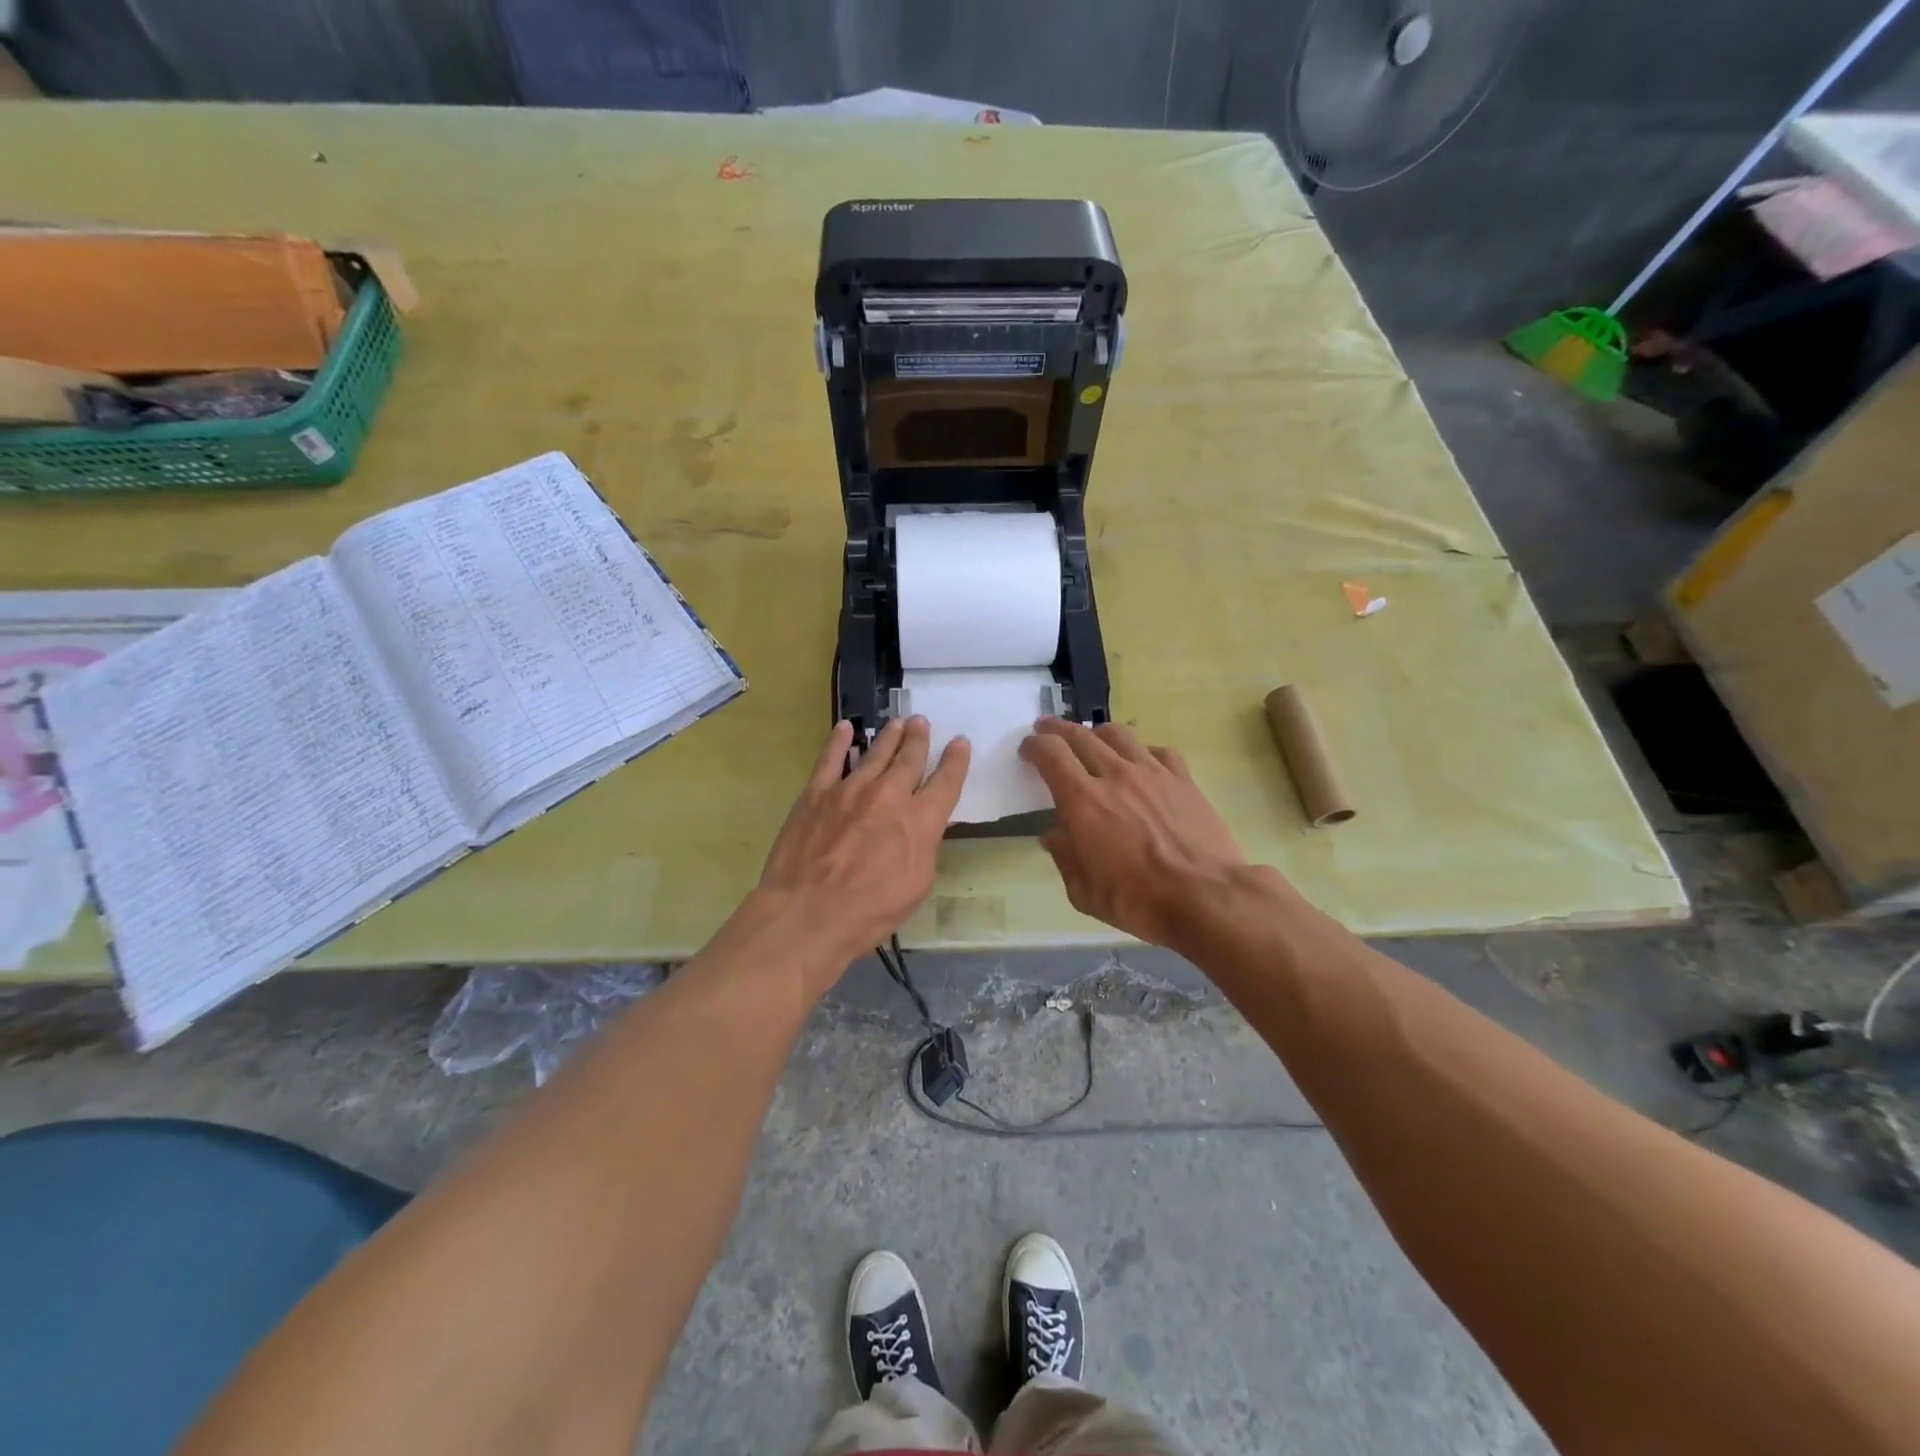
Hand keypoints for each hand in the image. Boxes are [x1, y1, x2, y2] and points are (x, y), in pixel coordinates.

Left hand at [756, 717, 969, 987]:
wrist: (810, 912)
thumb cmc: (871, 909)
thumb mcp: (917, 884)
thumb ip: (924, 847)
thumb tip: (922, 827)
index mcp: (920, 819)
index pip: (946, 782)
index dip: (956, 761)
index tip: (960, 742)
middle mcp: (890, 794)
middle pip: (910, 758)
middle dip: (919, 739)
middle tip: (922, 722)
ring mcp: (851, 789)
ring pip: (876, 752)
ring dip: (890, 736)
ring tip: (898, 722)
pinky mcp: (817, 793)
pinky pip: (831, 758)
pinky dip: (839, 741)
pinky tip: (845, 728)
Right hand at [1020, 719, 1247, 948]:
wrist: (1206, 897)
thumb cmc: (1138, 900)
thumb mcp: (1084, 892)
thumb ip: (1064, 857)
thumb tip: (1054, 835)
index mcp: (1082, 800)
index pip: (1051, 754)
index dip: (1034, 745)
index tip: (1027, 749)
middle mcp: (1114, 775)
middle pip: (1080, 735)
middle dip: (1057, 729)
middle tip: (1047, 729)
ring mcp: (1152, 773)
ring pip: (1118, 734)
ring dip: (1097, 733)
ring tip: (1092, 740)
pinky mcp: (1183, 779)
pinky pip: (1157, 751)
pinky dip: (1141, 750)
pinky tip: (1141, 762)